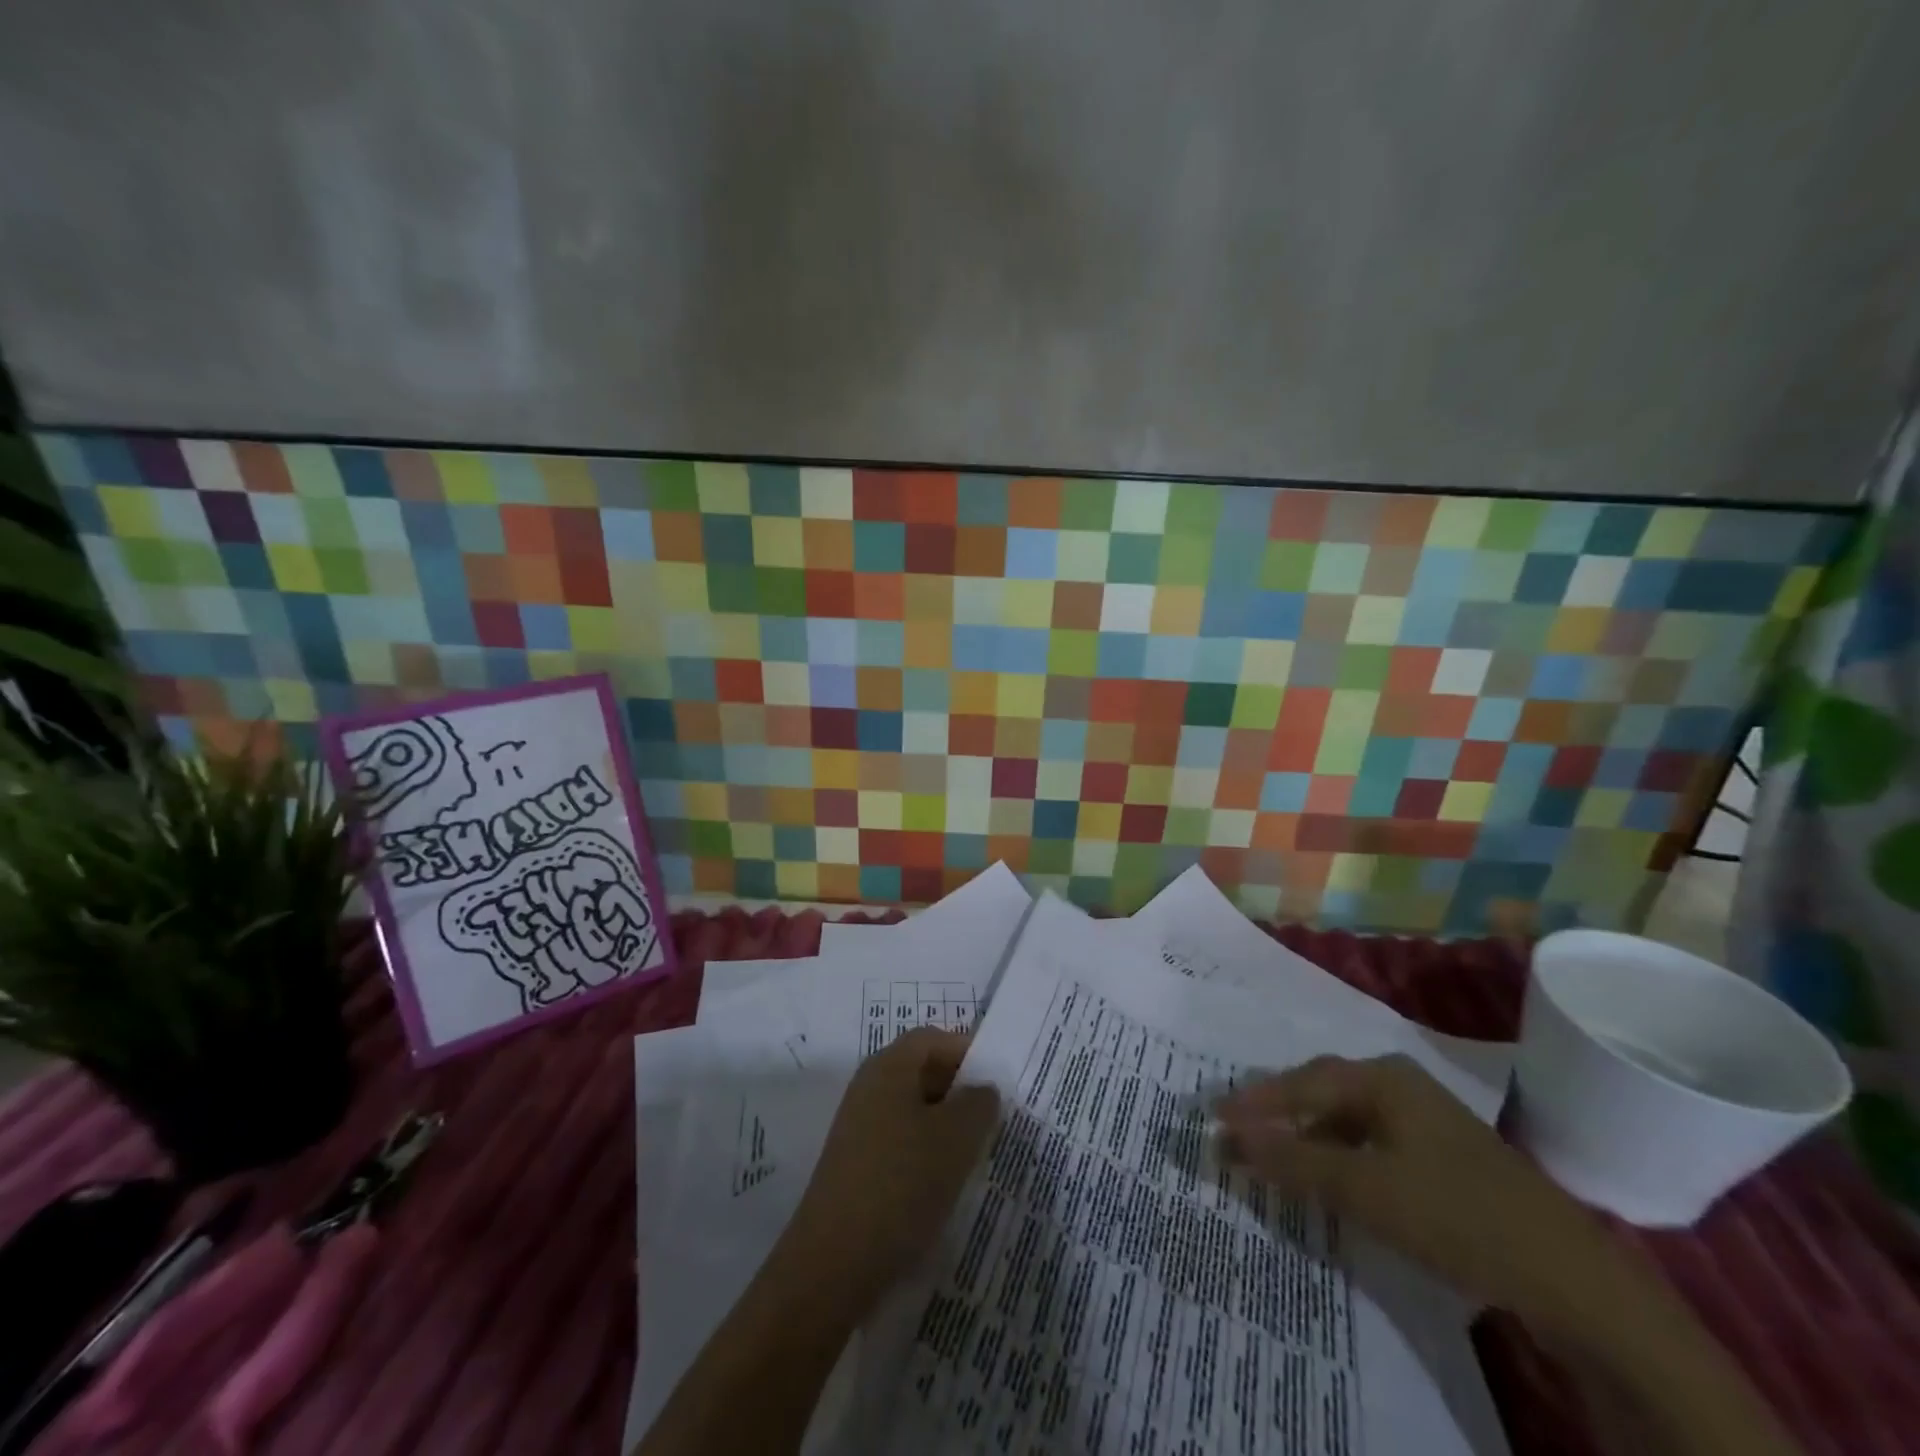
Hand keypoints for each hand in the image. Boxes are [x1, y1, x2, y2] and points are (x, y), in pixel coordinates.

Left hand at [782, 1028, 1000, 1309]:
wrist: (833, 1264)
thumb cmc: (901, 1184)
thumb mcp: (956, 1138)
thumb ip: (978, 1104)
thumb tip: (981, 1089)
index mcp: (888, 1067)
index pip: (932, 1038)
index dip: (967, 1050)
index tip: (999, 1079)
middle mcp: (869, 1088)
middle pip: (921, 1071)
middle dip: (960, 1089)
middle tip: (996, 1117)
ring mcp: (859, 1129)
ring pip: (913, 1110)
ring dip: (946, 1125)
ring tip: (978, 1153)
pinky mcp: (857, 1166)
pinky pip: (901, 1142)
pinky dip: (927, 1153)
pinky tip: (946, 1184)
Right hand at [1212, 1054, 1653, 1342]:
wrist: (1570, 1278)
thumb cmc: (1456, 1214)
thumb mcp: (1365, 1189)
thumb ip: (1294, 1161)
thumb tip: (1229, 1139)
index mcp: (1382, 1077)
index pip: (1300, 1083)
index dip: (1255, 1102)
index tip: (1214, 1117)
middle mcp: (1400, 1085)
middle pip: (1322, 1091)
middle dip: (1278, 1112)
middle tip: (1239, 1130)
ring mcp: (1424, 1120)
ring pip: (1346, 1119)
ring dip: (1308, 1137)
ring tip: (1276, 1157)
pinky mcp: (1441, 1156)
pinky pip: (1370, 1143)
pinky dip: (1340, 1157)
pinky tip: (1332, 1180)